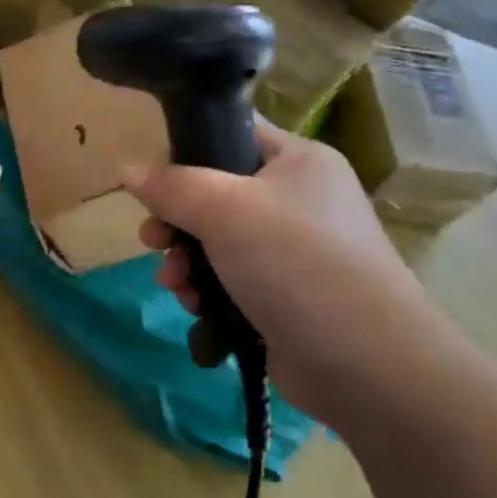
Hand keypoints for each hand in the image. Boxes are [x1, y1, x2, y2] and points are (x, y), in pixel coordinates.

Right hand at [128, 123, 451, 425]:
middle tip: (152, 239)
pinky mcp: (287, 296)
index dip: (187, 150)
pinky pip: (232, 279)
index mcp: (298, 161)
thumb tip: (129, 171)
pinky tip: (194, 306)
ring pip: (218, 241)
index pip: (232, 134)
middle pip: (217, 194)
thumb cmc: (296, 263)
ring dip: (186, 260)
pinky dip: (208, 289)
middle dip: (177, 220)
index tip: (153, 181)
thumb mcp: (224, 210)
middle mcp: (300, 199)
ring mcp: (295, 251)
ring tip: (172, 283)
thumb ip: (172, 186)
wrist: (366, 363)